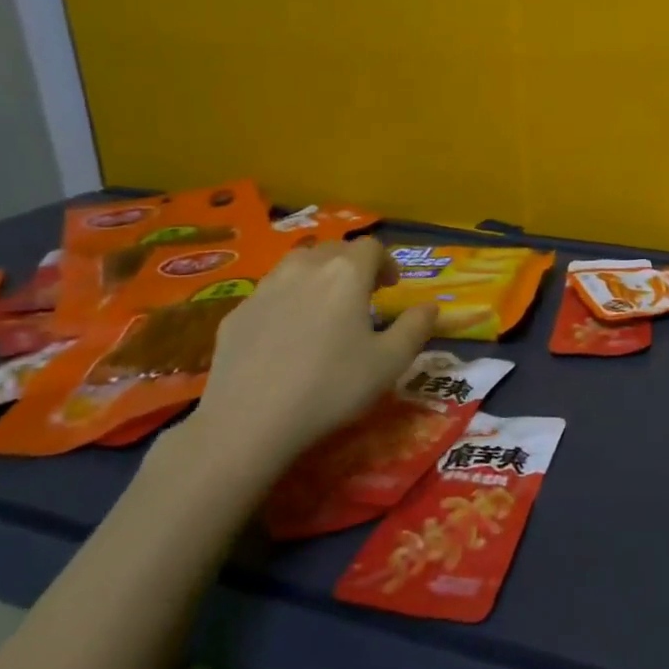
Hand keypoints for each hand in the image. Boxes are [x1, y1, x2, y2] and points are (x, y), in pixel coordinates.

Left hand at [186, 236, 437, 483]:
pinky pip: (270, 292)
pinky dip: (287, 299)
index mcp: (346, 274)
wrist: (248, 422)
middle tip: (362, 295)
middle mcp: (305, 268)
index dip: (385, 262)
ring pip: (298, 264)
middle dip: (352, 265)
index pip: (371, 247)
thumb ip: (416, 327)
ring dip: (318, 276)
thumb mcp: (390, 362)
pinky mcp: (237, 312)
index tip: (390, 287)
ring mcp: (265, 288)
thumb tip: (431, 306)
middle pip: (333, 249)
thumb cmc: (331, 387)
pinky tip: (287, 335)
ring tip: (324, 308)